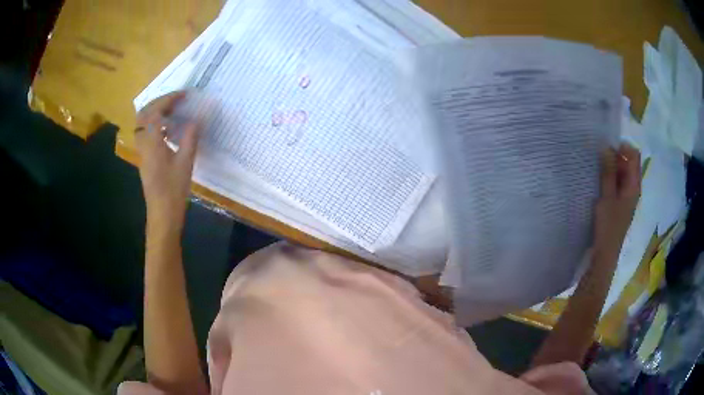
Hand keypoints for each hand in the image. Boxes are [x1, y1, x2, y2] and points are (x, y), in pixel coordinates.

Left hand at [135, 91, 199, 238]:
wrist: (162, 215)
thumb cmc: (173, 191)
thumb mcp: (185, 163)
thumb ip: (189, 138)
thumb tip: (196, 119)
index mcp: (152, 143)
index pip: (155, 112)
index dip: (169, 99)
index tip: (184, 94)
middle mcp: (143, 144)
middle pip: (144, 114)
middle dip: (159, 102)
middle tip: (176, 99)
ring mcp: (142, 151)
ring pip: (143, 123)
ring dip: (156, 112)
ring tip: (174, 110)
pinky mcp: (145, 158)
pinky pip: (147, 133)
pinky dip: (156, 124)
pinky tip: (169, 129)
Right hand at [593, 144, 640, 256]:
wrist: (605, 254)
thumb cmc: (608, 226)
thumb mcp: (606, 197)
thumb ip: (608, 172)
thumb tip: (606, 147)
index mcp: (634, 185)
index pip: (634, 155)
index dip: (622, 148)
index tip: (607, 148)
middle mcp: (634, 188)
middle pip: (629, 163)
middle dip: (616, 156)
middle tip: (600, 158)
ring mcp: (628, 196)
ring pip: (623, 173)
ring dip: (612, 167)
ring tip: (598, 169)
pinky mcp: (621, 202)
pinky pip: (619, 183)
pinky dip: (611, 178)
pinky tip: (601, 182)